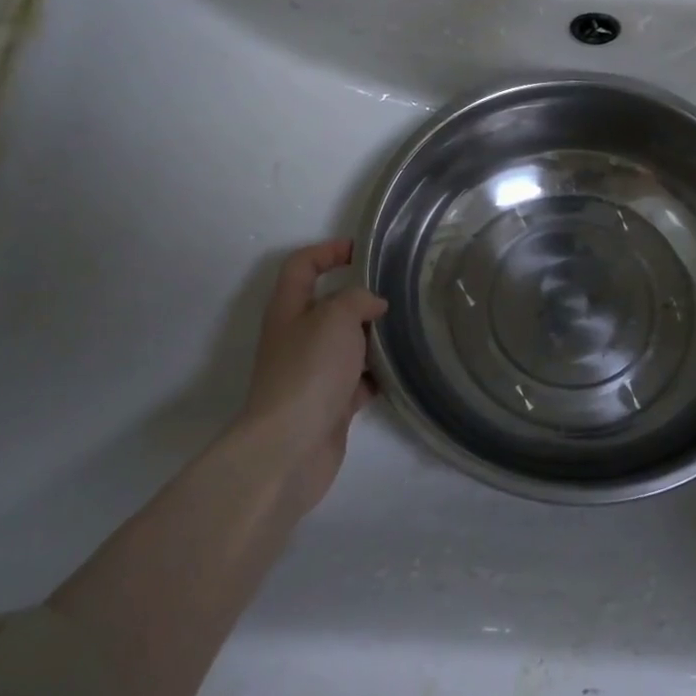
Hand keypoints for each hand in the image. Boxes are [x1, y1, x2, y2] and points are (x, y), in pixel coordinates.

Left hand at [233, 239, 387, 512]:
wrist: (291, 446)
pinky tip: (402, 371)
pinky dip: (378, 375)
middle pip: (328, 306)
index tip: (361, 250)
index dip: (327, 251)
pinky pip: (359, 380)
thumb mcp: (335, 317)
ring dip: (373, 338)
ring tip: (407, 329)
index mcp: (289, 310)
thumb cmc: (309, 370)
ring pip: (347, 344)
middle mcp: (297, 338)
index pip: (302, 266)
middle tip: (396, 293)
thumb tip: (373, 305)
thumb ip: (357, 300)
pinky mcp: (330, 403)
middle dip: (360, 298)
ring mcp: (313, 373)